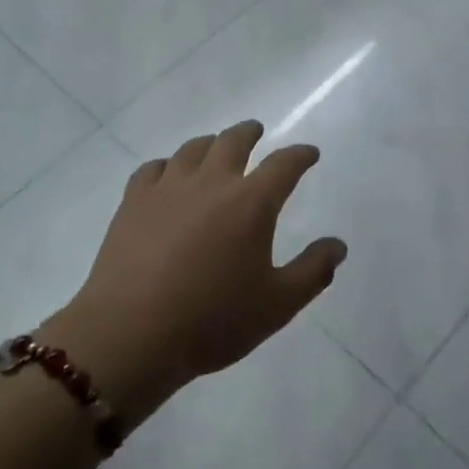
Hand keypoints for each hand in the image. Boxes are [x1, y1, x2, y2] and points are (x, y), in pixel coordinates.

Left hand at [41, 121, 345, 423]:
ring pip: (193, 149)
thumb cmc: (212, 321)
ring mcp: (168, 189)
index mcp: (251, 203)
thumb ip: (313, 271)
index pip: (284, 164)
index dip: (300, 155)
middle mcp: (212, 183)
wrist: (130, 335)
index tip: (309, 154)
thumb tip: (338, 246)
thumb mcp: (277, 305)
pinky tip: (168, 176)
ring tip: (215, 148)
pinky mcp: (133, 202)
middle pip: (234, 141)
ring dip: (210, 144)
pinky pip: (153, 168)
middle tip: (256, 132)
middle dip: (250, 133)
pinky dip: (168, 165)